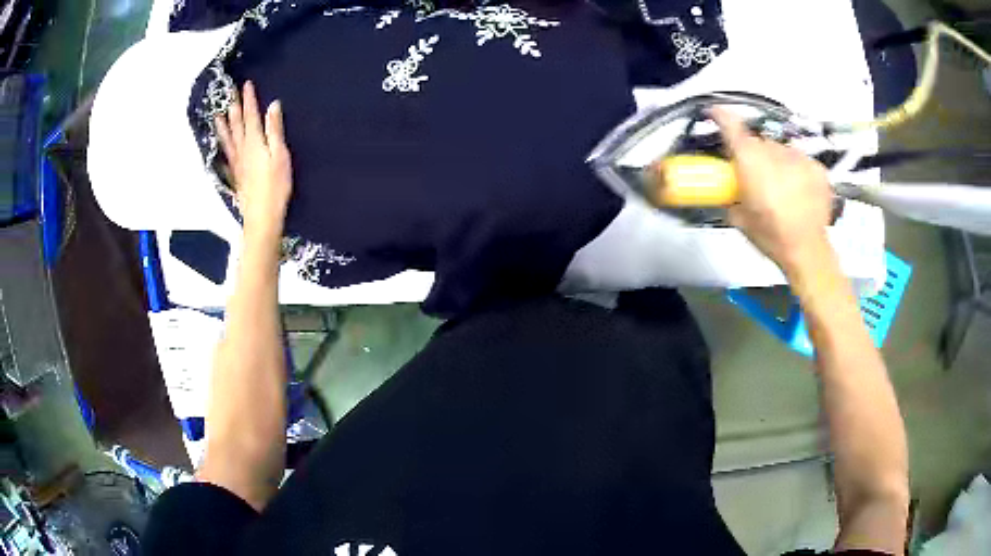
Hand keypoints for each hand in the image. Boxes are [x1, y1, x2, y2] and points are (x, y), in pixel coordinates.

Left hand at [216, 81, 292, 241]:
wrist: (261, 216)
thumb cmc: (275, 186)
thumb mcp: (280, 155)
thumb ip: (275, 129)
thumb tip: (273, 105)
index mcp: (255, 142)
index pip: (251, 115)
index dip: (249, 99)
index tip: (246, 84)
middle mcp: (242, 149)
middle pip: (237, 124)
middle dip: (234, 106)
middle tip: (229, 92)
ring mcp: (237, 162)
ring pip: (228, 138)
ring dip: (223, 124)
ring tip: (218, 113)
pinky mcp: (236, 174)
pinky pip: (227, 153)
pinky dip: (223, 144)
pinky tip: (221, 142)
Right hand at [710, 107, 833, 274]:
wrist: (807, 250)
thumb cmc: (769, 235)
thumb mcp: (739, 218)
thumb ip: (731, 195)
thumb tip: (728, 190)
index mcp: (750, 159)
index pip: (730, 124)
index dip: (720, 116)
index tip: (714, 113)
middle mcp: (773, 149)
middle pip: (759, 142)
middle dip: (755, 154)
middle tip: (757, 176)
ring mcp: (798, 156)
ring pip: (782, 151)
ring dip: (778, 162)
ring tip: (782, 187)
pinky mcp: (816, 167)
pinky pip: (801, 161)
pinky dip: (797, 171)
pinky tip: (800, 191)